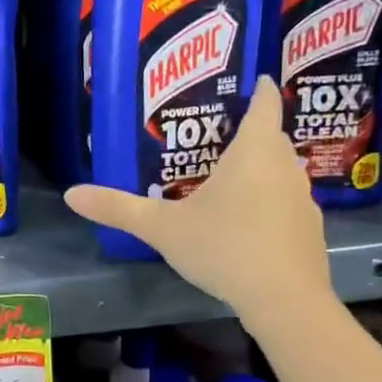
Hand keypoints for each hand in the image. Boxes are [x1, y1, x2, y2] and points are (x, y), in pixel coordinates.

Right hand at [63, 77, 331, 326]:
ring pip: (281, 170)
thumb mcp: (162, 228)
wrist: (285, 301)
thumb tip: (71, 194)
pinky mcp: (309, 229)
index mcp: (254, 153)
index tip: (250, 80)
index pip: (264, 105)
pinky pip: (287, 201)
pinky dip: (269, 200)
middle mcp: (285, 167)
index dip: (257, 89)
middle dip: (251, 130)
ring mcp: (303, 199)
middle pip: (272, 137)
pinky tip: (246, 221)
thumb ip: (118, 209)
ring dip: (261, 167)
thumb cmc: (224, 248)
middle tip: (216, 133)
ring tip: (228, 176)